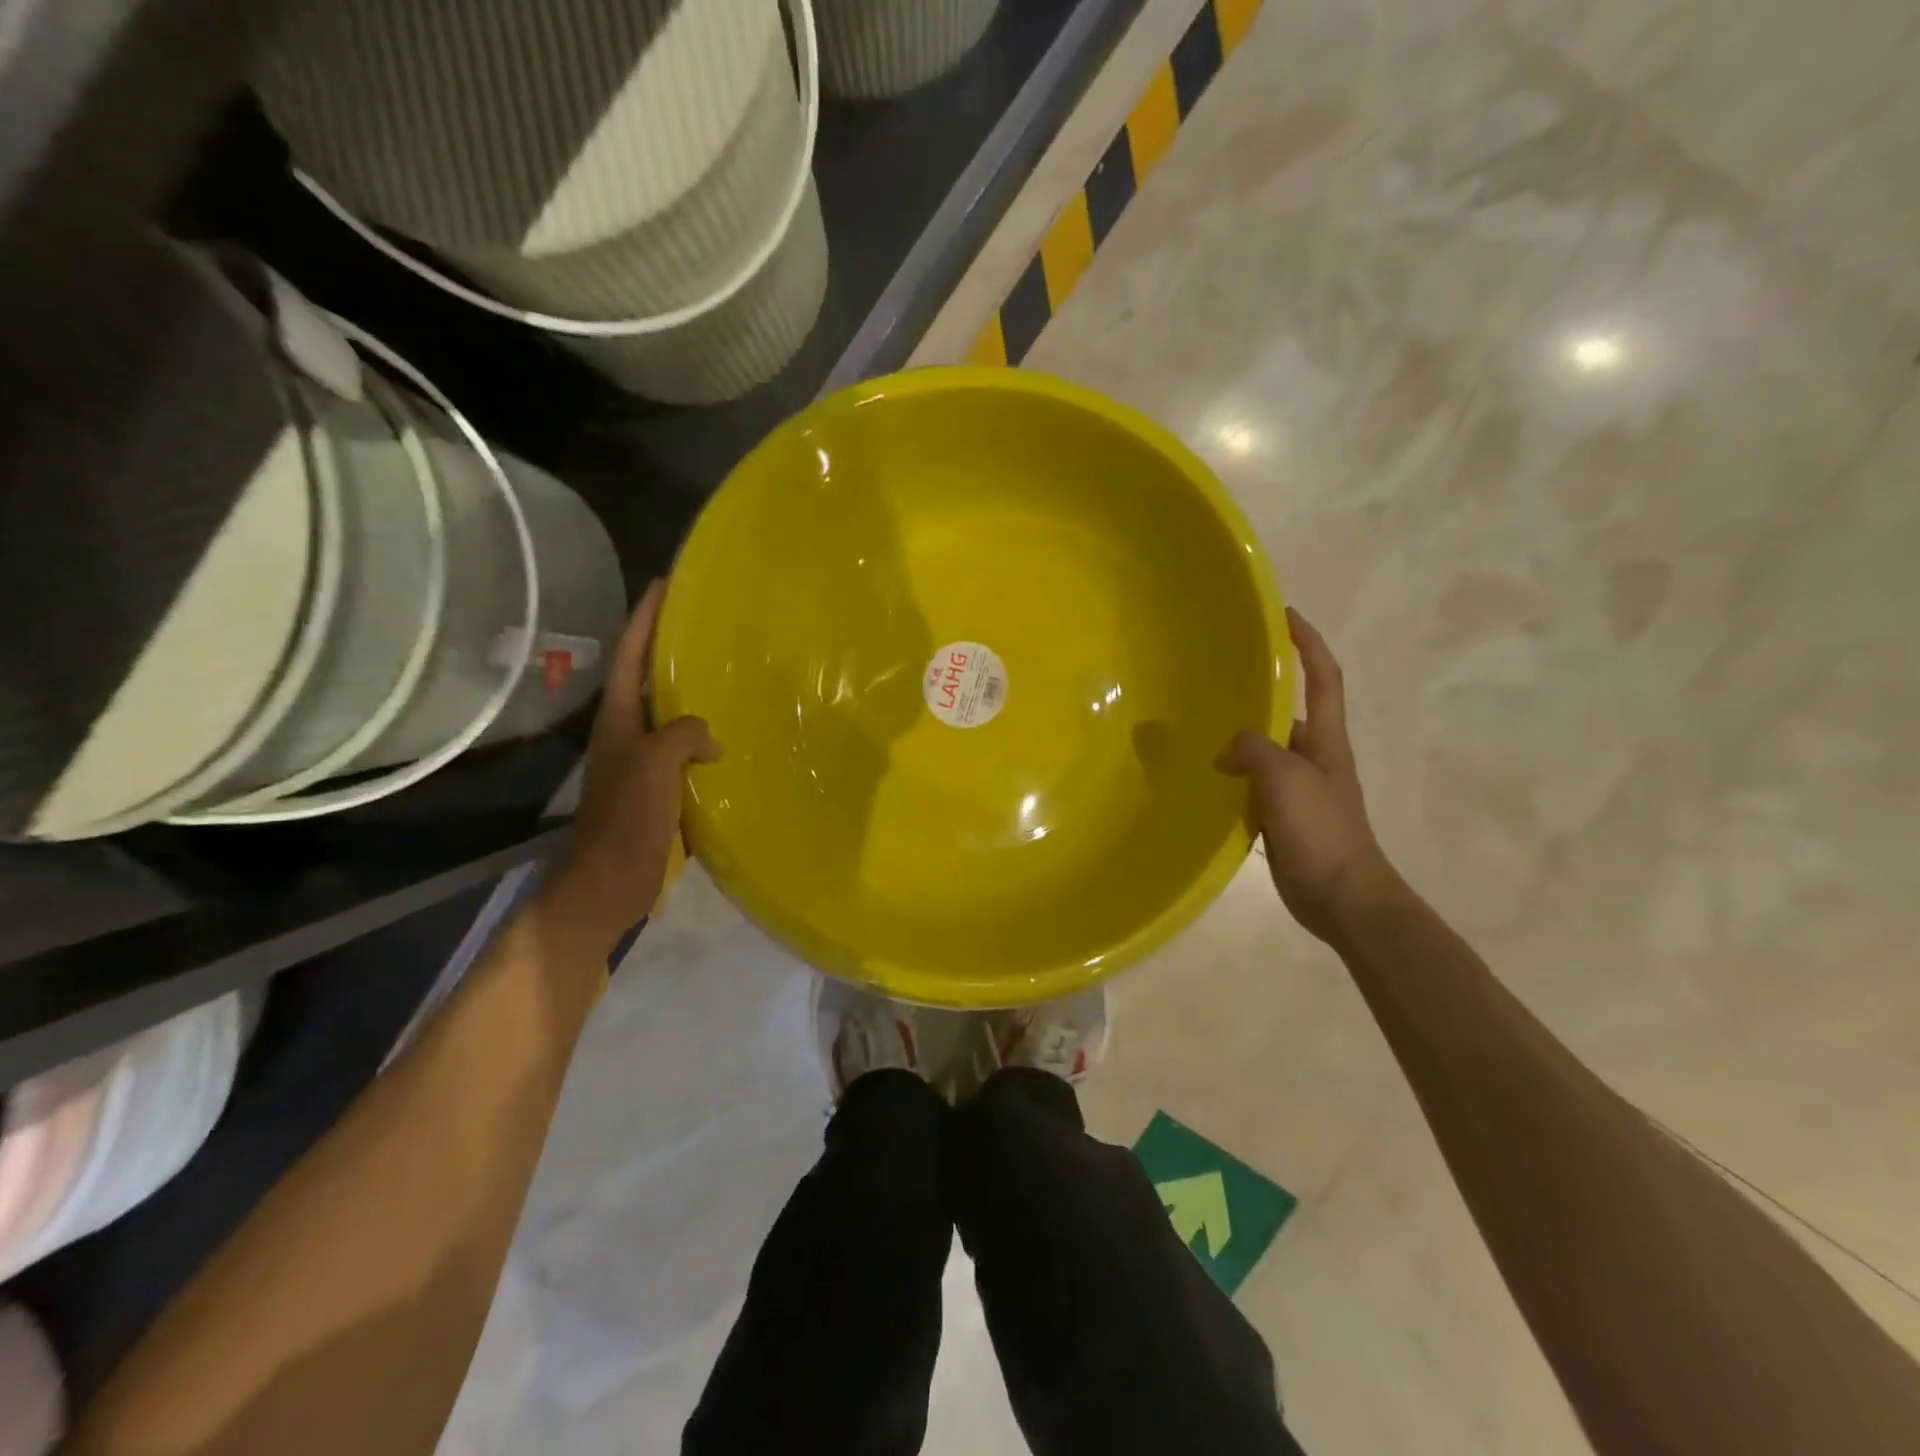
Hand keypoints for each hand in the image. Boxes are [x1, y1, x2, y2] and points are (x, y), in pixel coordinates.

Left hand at [542, 580, 721, 954]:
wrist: (611, 882)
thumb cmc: (626, 821)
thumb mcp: (654, 767)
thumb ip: (682, 735)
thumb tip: (711, 738)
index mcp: (619, 721)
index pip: (629, 658)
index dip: (644, 619)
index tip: (665, 585)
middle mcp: (629, 735)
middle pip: (649, 681)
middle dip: (671, 649)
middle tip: (709, 625)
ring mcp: (644, 763)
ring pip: (672, 716)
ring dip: (693, 693)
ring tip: (730, 673)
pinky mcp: (662, 789)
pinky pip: (688, 750)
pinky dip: (707, 737)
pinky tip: (735, 737)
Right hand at [1217, 607, 1388, 941]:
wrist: (1343, 897)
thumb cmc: (1322, 831)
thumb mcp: (1286, 779)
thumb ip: (1253, 751)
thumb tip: (1226, 752)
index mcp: (1326, 740)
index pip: (1323, 677)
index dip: (1308, 643)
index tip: (1284, 614)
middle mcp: (1314, 757)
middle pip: (1287, 712)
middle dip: (1257, 694)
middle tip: (1215, 682)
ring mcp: (1299, 788)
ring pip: (1264, 751)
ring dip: (1238, 740)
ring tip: (1197, 730)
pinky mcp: (1283, 816)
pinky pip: (1252, 785)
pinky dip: (1232, 778)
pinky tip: (1203, 781)